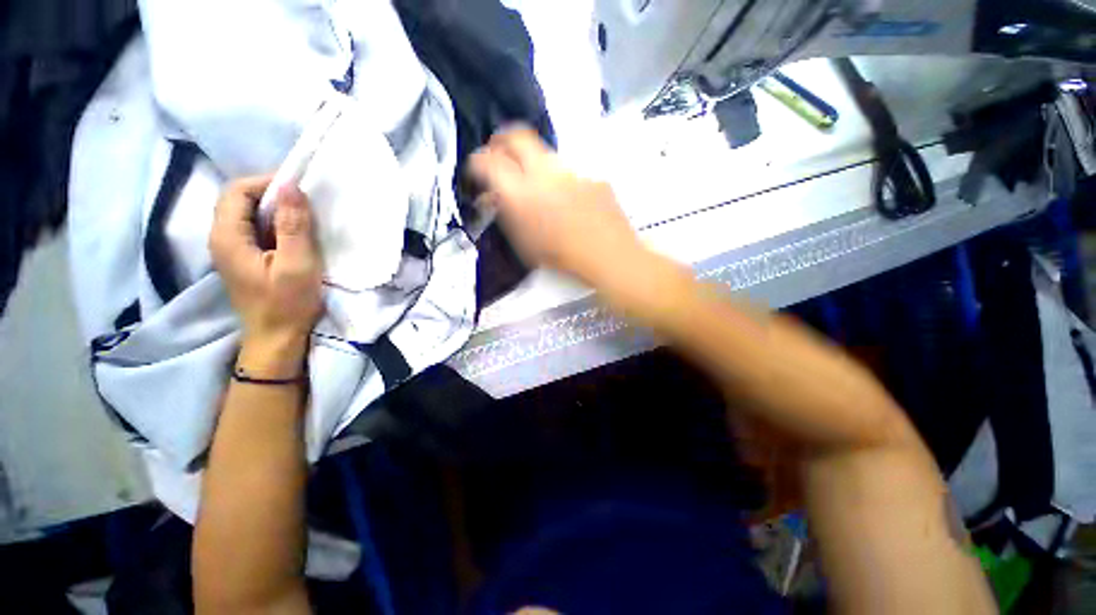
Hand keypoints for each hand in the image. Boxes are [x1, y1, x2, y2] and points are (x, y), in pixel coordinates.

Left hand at [209, 176, 322, 375]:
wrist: (277, 338)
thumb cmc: (287, 304)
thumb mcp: (297, 265)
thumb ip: (293, 226)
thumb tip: (291, 186)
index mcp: (228, 237)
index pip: (237, 191)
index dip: (267, 183)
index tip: (300, 189)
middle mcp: (222, 238)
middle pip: (239, 200)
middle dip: (273, 194)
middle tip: (306, 202)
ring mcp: (232, 249)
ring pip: (248, 214)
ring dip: (276, 210)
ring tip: (305, 216)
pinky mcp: (244, 258)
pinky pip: (255, 229)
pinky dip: (275, 224)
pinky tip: (295, 234)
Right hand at [468, 128, 641, 286]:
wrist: (608, 254)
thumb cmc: (561, 257)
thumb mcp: (524, 243)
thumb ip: (506, 214)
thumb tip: (494, 196)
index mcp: (520, 191)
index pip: (486, 161)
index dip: (476, 162)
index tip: (477, 170)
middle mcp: (543, 171)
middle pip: (516, 135)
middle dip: (501, 140)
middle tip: (499, 154)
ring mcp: (571, 170)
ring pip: (544, 153)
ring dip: (533, 162)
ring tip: (537, 184)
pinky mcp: (591, 175)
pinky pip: (569, 171)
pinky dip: (561, 180)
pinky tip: (569, 200)